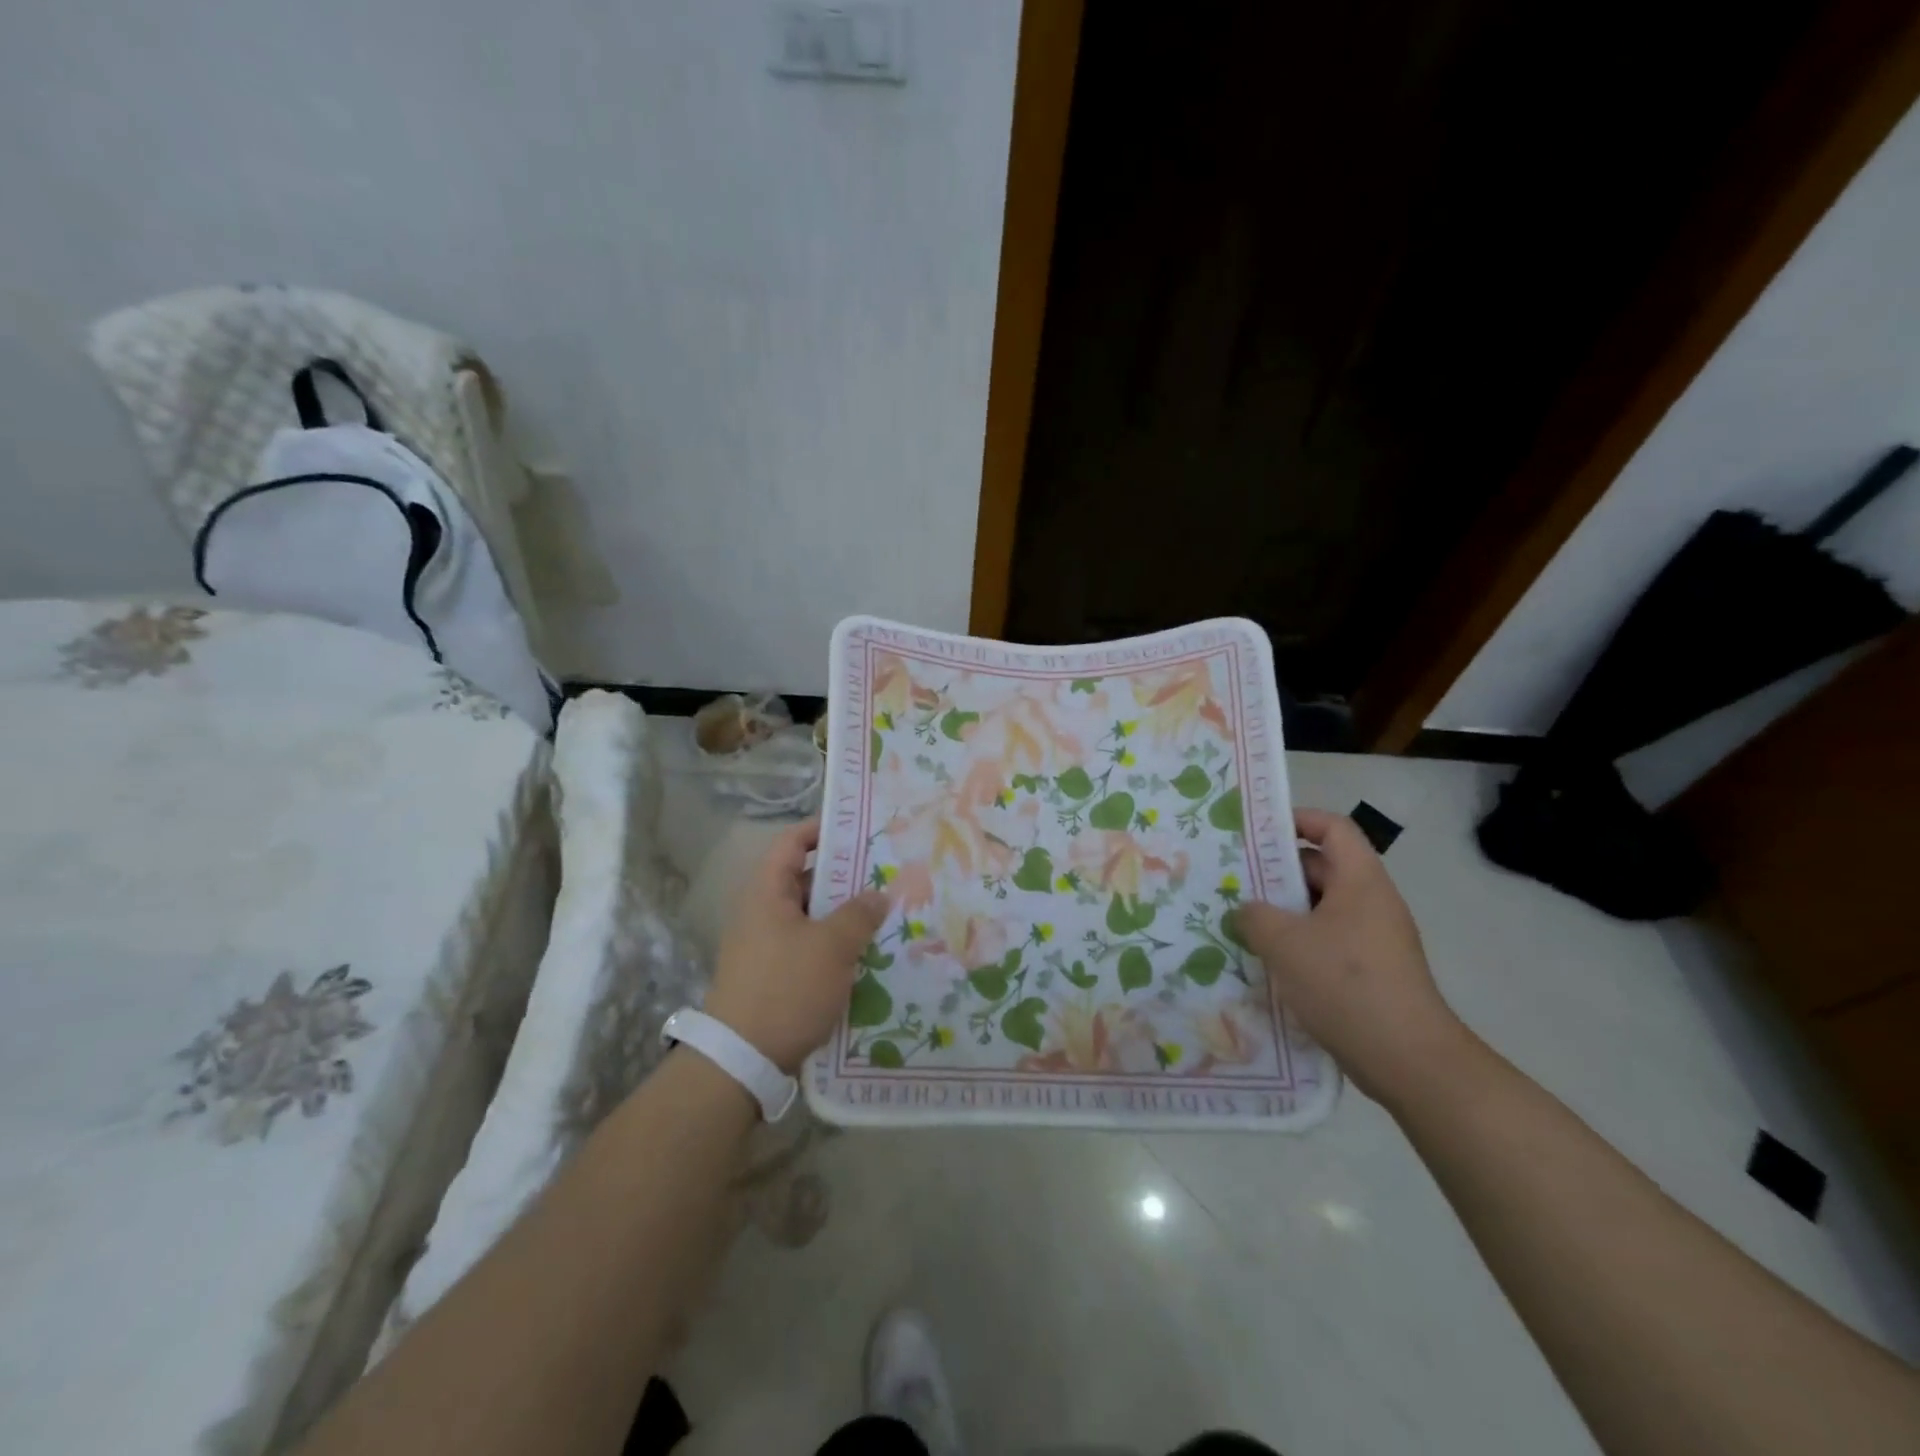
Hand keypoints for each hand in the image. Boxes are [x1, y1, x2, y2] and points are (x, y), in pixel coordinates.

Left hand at [705, 819, 891, 1073]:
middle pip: (804, 879)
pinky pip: (808, 945)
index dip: (822, 830)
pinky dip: (834, 943)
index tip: (858, 828)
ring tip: (884, 912)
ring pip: (810, 916)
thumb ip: (859, 914)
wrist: (742, 1060)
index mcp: (767, 893)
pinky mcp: (774, 975)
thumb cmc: (786, 988)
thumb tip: (878, 893)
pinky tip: (865, 953)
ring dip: (843, 914)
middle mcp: (762, 912)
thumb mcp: (831, 947)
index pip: (792, 843)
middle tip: (884, 873)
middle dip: (844, 876)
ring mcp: (766, 945)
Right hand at [1234, 808, 1468, 1104]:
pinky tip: (1268, 963)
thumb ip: (1255, 916)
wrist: (1409, 1061)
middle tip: (1235, 882)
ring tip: (1243, 923)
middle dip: (1278, 872)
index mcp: (1360, 881)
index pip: (1333, 828)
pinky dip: (1299, 943)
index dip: (1298, 820)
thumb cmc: (1346, 985)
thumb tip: (1248, 910)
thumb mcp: (1285, 943)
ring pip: (1322, 908)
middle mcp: (1372, 902)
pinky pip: (1329, 941)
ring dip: (1284, 912)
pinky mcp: (1372, 971)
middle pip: (1324, 867)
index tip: (1258, 833)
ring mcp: (1375, 939)